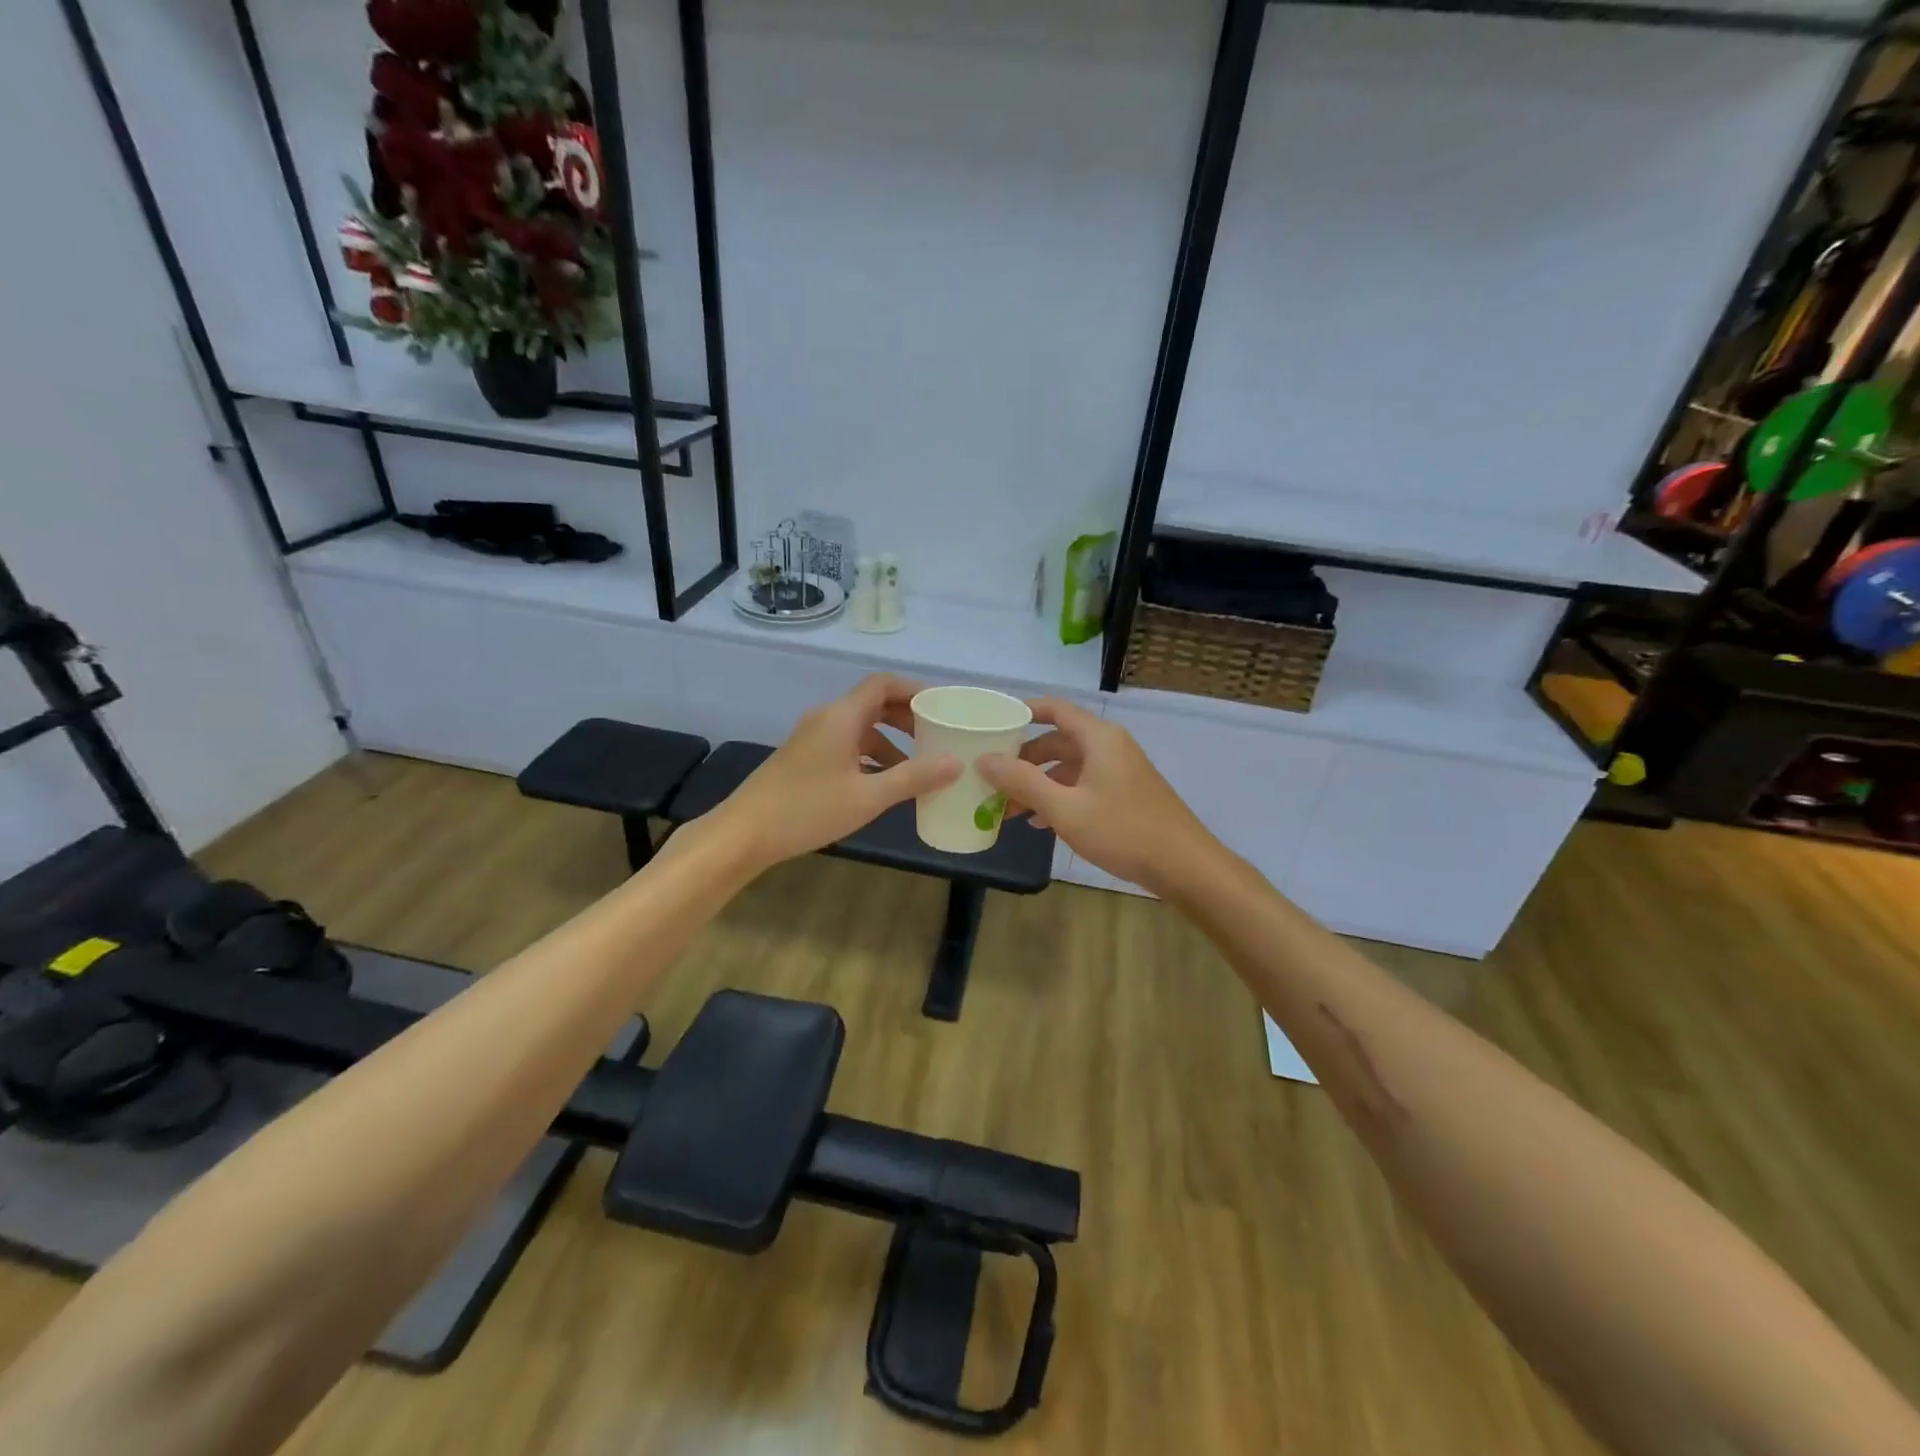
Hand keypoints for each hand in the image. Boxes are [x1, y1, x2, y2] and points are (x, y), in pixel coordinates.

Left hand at [708, 675, 959, 870]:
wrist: (743, 834)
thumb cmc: (807, 809)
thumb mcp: (868, 796)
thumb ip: (914, 777)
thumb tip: (956, 762)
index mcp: (841, 717)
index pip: (883, 684)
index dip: (914, 690)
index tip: (942, 707)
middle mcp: (826, 719)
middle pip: (873, 704)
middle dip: (907, 718)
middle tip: (937, 736)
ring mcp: (812, 739)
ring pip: (860, 729)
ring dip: (890, 742)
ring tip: (917, 767)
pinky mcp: (804, 759)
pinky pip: (846, 747)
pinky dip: (870, 757)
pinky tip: (884, 784)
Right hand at [977, 698, 1213, 893]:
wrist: (1184, 865)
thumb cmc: (1123, 830)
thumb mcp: (1065, 808)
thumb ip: (1022, 782)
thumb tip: (983, 759)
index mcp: (1098, 738)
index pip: (1055, 709)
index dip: (1023, 712)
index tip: (994, 724)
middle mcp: (1110, 746)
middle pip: (1058, 740)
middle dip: (1024, 759)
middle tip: (993, 776)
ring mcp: (1120, 771)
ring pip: (1069, 767)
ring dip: (1039, 783)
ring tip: (1009, 808)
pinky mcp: (1125, 794)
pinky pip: (1083, 785)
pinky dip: (1059, 797)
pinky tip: (1041, 823)